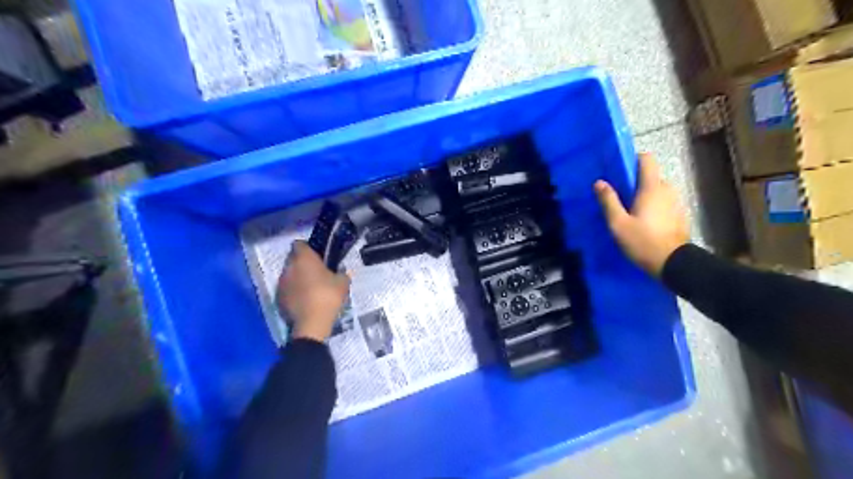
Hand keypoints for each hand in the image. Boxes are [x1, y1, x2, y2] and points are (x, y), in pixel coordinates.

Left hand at [277, 241, 348, 342]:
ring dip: (297, 277)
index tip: (317, 255)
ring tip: (310, 287)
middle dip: (302, 263)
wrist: (312, 322)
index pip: (300, 244)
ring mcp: (281, 282)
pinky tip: (304, 299)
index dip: (308, 248)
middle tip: (317, 271)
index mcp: (304, 258)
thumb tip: (341, 271)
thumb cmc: (328, 296)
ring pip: (289, 274)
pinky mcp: (278, 297)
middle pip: (293, 258)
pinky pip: (287, 288)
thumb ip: (341, 273)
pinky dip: (293, 291)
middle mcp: (289, 267)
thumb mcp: (343, 283)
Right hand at [596, 152, 687, 275]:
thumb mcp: (618, 224)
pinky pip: (662, 203)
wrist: (673, 264)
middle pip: (649, 176)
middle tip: (617, 197)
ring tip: (628, 211)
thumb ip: (608, 201)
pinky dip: (651, 206)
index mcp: (652, 187)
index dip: (632, 160)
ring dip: (643, 196)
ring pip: (656, 190)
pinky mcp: (678, 215)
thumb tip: (599, 182)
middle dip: (634, 182)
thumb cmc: (642, 242)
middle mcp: (667, 189)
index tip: (618, 171)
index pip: (646, 159)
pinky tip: (642, 222)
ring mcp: (675, 202)